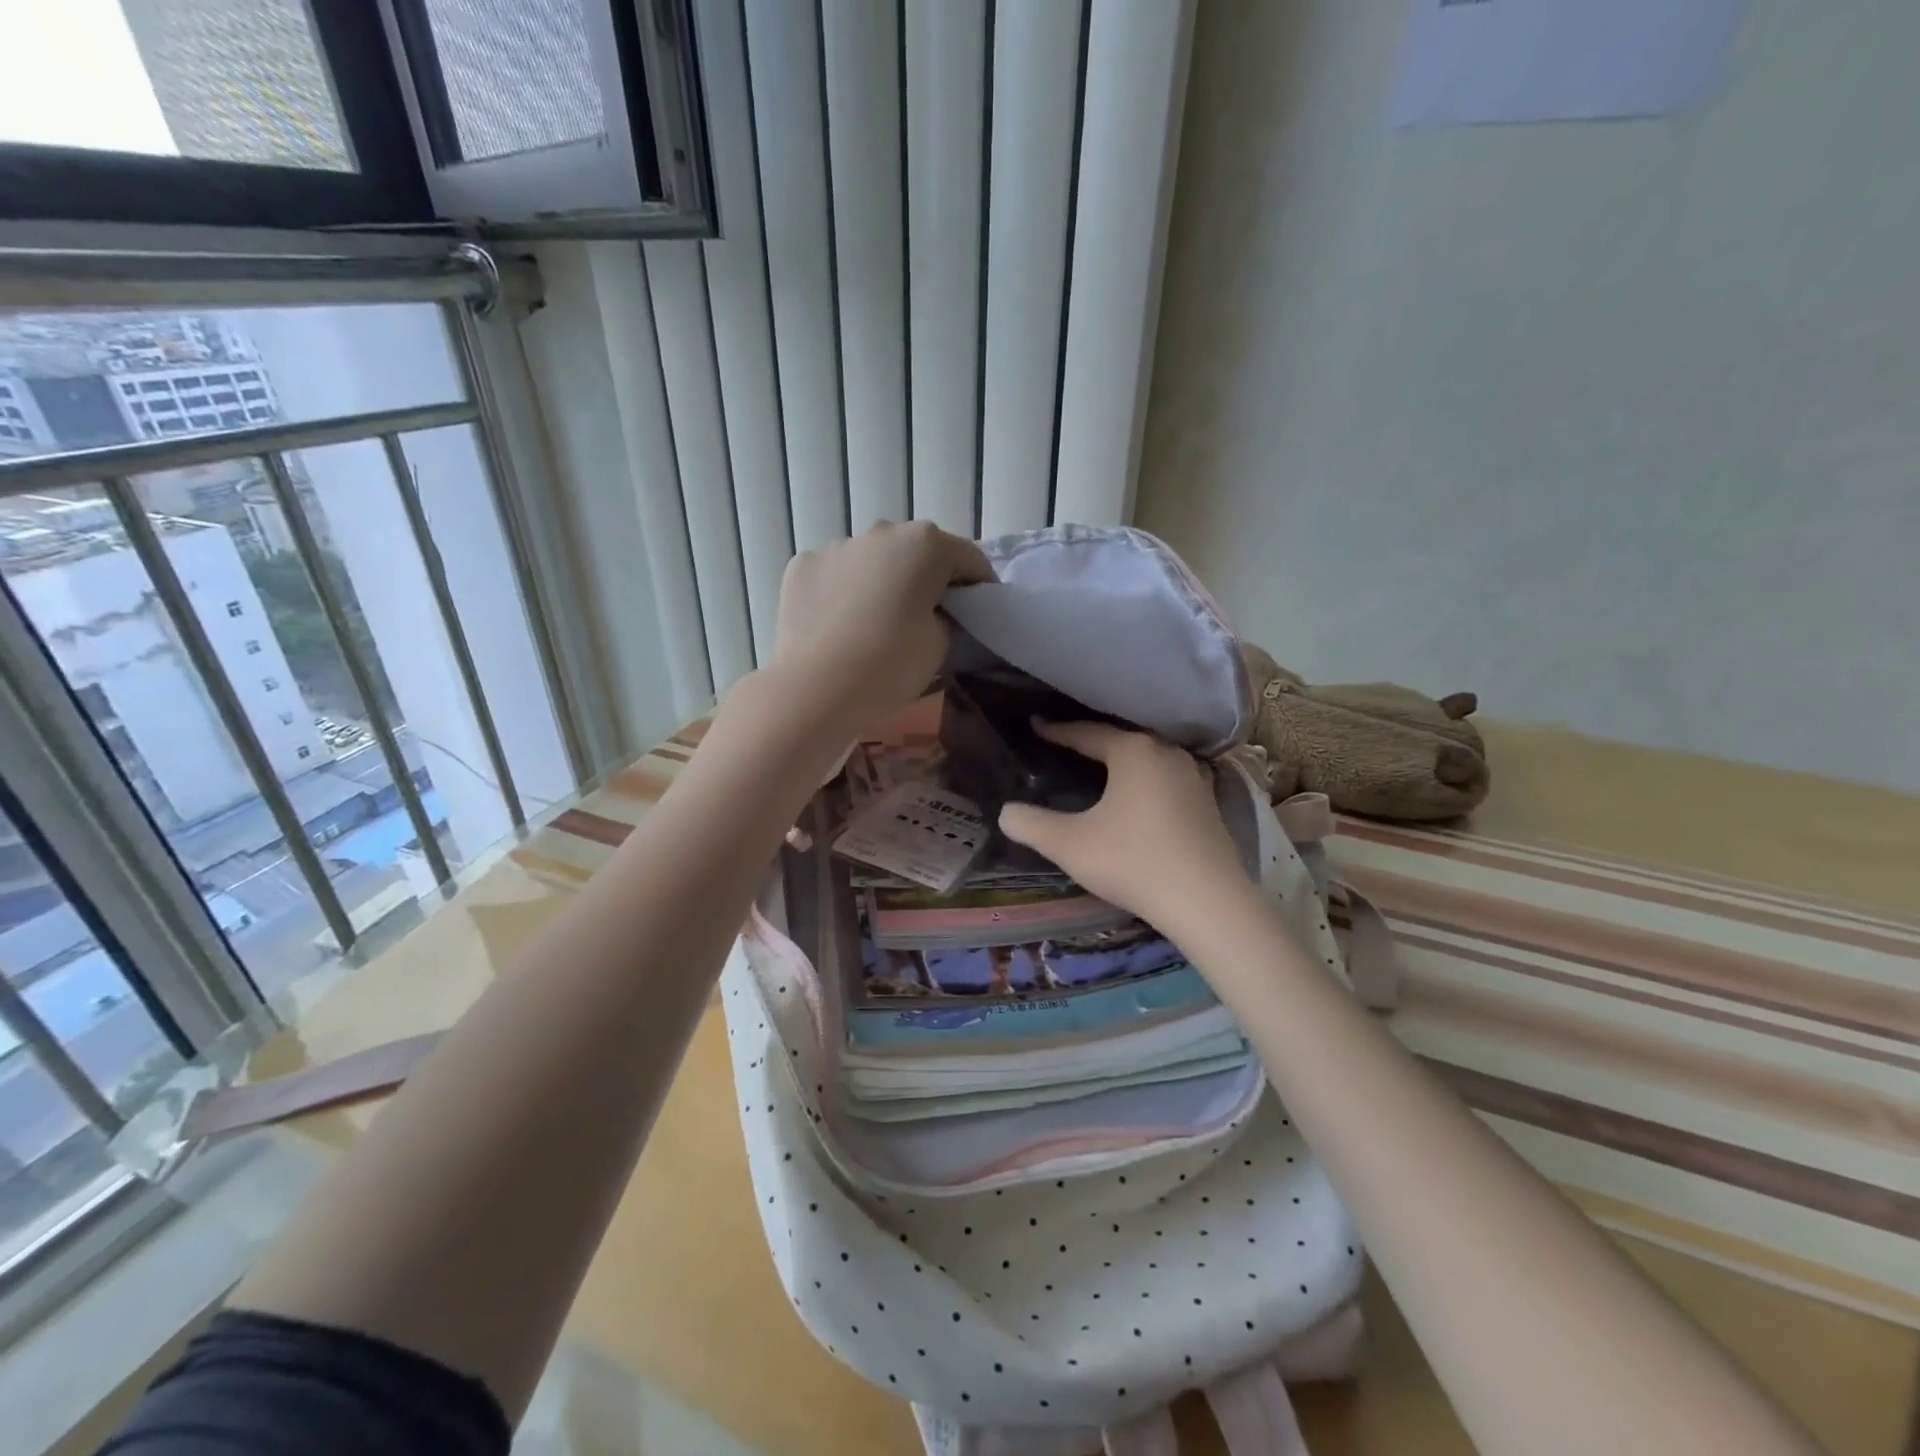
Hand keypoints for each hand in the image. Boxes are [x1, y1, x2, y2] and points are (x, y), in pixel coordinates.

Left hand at [770, 521, 994, 732]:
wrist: (816, 688)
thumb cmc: (891, 664)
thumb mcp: (941, 645)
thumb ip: (945, 617)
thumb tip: (930, 612)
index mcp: (926, 544)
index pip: (968, 559)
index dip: (978, 587)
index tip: (977, 614)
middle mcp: (881, 532)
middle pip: (916, 552)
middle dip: (926, 579)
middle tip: (927, 618)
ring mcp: (836, 546)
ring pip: (872, 561)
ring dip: (881, 583)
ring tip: (876, 625)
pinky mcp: (802, 566)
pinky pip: (835, 576)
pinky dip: (842, 593)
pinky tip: (840, 628)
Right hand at [998, 723, 1249, 931]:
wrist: (1206, 902)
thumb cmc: (1133, 861)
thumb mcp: (1070, 844)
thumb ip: (1031, 825)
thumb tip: (1005, 813)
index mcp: (1134, 751)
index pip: (1087, 733)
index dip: (1057, 731)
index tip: (1036, 725)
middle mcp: (1167, 754)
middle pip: (1121, 741)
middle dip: (1092, 742)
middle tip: (1065, 744)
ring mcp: (1194, 777)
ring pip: (1148, 760)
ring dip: (1123, 762)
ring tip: (1100, 768)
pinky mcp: (1209, 803)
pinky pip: (1166, 780)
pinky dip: (1145, 782)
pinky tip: (1138, 797)